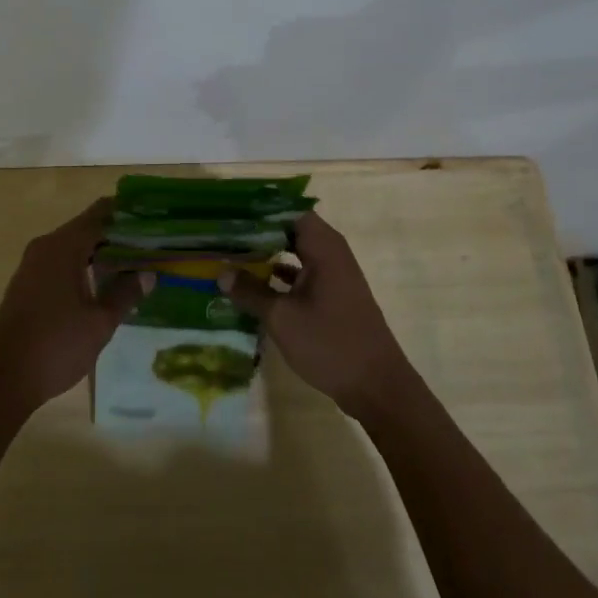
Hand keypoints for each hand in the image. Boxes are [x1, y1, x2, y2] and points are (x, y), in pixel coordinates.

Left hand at [0, 199, 136, 419]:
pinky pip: (62, 263)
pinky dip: (85, 267)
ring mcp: (32, 266)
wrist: (1, 380)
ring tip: (136, 264)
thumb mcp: (99, 322)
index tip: (154, 219)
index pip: (100, 214)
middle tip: (152, 245)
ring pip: (74, 248)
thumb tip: (147, 273)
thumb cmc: (55, 346)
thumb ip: (125, 293)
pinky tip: (105, 285)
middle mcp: (45, 247)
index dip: (127, 213)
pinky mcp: (27, 285)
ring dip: (102, 253)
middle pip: (87, 229)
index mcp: (63, 247)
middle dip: (118, 235)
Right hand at [232, 213, 415, 417]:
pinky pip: (303, 274)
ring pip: (296, 253)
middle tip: (224, 235)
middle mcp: (332, 254)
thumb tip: (221, 272)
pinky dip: (281, 276)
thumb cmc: (330, 343)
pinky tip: (254, 287)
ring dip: (268, 255)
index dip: (260, 211)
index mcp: (324, 248)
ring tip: (231, 256)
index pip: (289, 211)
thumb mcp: (282, 317)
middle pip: (291, 230)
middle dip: (259, 233)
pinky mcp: (334, 296)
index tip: (230, 215)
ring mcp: (334, 276)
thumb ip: (251, 292)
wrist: (377, 386)